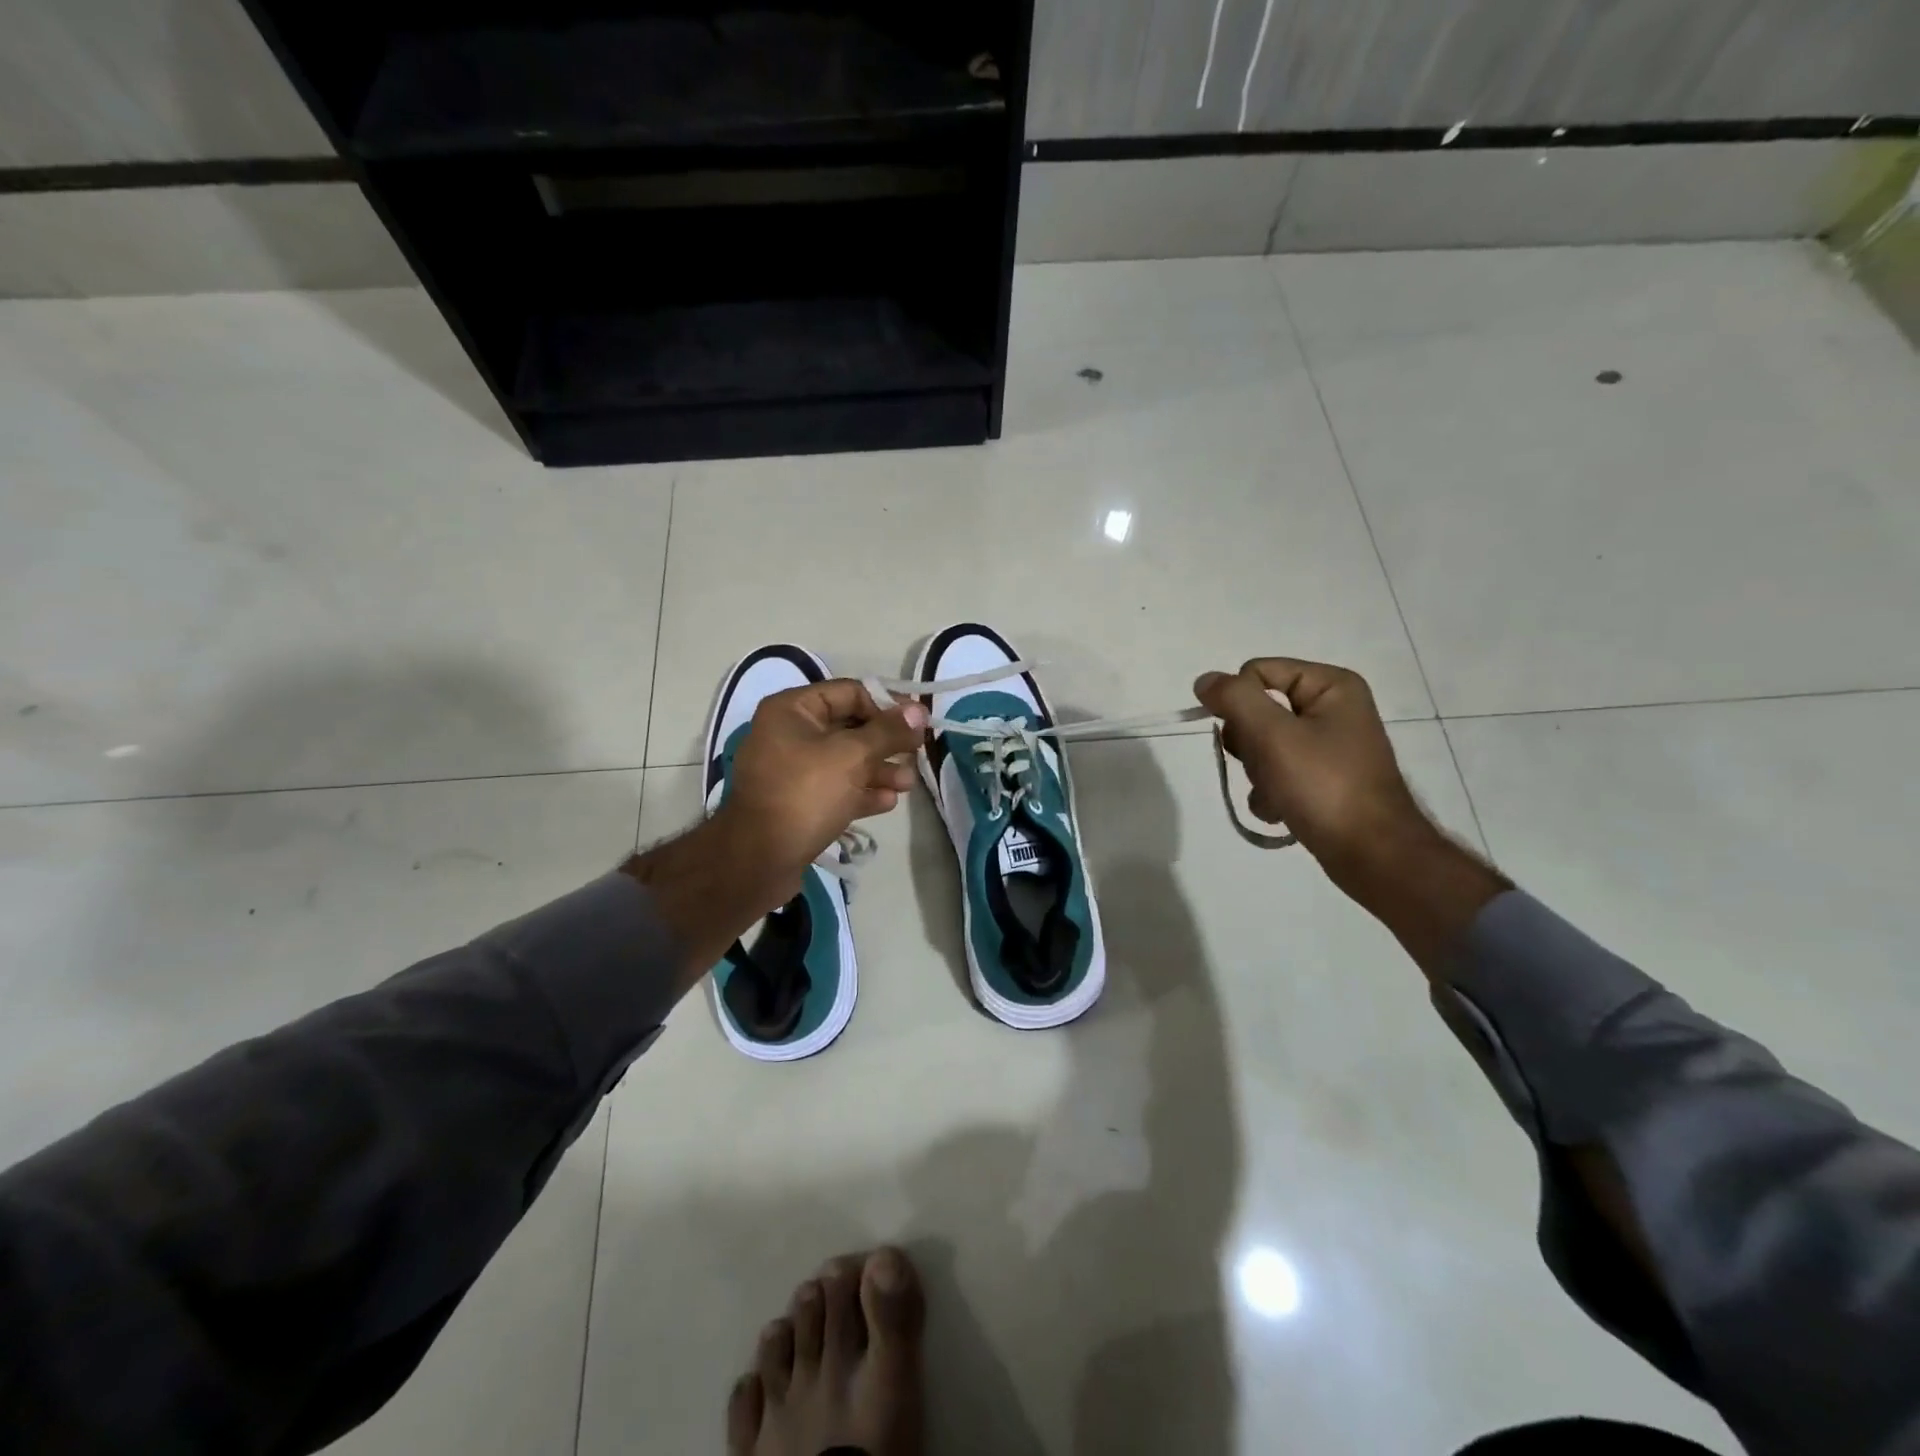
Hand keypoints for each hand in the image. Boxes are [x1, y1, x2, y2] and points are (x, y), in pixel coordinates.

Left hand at [713, 679, 927, 902]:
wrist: (758, 860)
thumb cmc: (805, 794)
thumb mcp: (852, 756)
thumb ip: (888, 731)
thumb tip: (919, 711)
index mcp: (792, 710)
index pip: (850, 692)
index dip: (887, 705)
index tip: (918, 723)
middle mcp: (789, 734)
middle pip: (850, 727)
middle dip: (886, 741)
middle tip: (917, 753)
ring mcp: (792, 771)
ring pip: (845, 761)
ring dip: (879, 769)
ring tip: (908, 784)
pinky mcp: (798, 803)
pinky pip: (836, 788)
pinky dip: (861, 791)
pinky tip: (888, 802)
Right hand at [1194, 658, 1427, 878]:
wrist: (1371, 854)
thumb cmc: (1323, 785)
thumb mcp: (1273, 734)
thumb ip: (1234, 699)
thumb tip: (1205, 680)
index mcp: (1331, 686)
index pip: (1257, 672)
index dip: (1239, 702)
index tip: (1244, 736)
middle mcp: (1332, 710)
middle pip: (1256, 710)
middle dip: (1249, 744)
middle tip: (1266, 766)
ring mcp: (1327, 747)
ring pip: (1261, 745)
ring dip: (1256, 773)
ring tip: (1276, 793)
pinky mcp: (1321, 780)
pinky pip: (1276, 774)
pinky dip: (1270, 793)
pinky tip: (1281, 810)